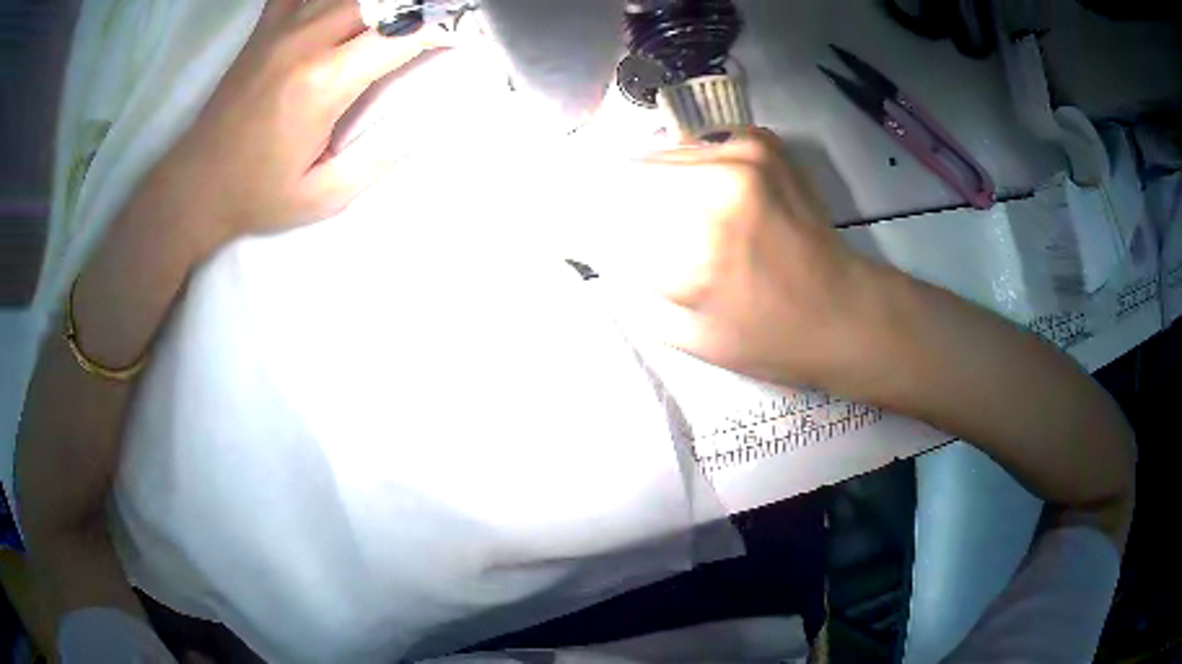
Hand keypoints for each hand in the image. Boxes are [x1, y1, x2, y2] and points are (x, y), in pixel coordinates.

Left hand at [150, 0, 447, 247]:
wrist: (194, 187)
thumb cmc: (257, 195)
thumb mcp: (324, 196)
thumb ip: (381, 157)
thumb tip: (430, 121)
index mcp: (324, 82)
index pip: (404, 32)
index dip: (445, 27)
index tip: (466, 35)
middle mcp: (305, 40)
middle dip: (419, 6)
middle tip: (433, 23)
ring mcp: (282, 27)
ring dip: (381, 2)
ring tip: (396, 18)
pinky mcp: (265, 27)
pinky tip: (338, 10)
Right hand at [605, 128, 873, 386]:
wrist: (841, 310)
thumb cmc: (767, 338)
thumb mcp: (687, 337)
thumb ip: (633, 291)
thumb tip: (603, 247)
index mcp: (692, 248)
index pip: (609, 212)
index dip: (595, 221)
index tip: (596, 232)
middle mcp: (715, 187)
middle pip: (633, 173)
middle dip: (628, 199)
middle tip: (645, 226)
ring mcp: (742, 155)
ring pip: (666, 153)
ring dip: (662, 180)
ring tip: (686, 213)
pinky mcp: (762, 142)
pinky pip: (703, 145)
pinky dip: (698, 166)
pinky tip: (717, 194)